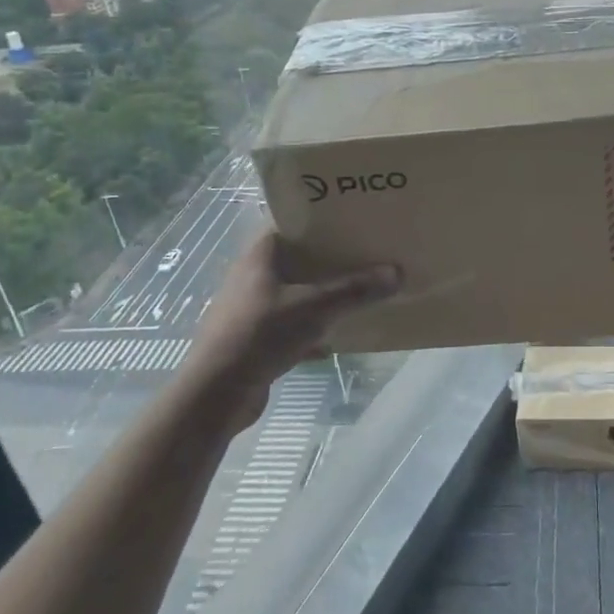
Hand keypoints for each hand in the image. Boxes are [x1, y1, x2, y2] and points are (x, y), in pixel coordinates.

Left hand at [181, 231, 398, 434]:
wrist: (216, 393)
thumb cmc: (261, 333)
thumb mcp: (315, 308)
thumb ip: (355, 290)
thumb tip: (397, 272)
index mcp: (260, 257)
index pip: (289, 224)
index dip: (318, 220)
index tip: (351, 220)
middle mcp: (251, 277)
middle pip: (295, 260)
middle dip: (327, 259)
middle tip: (364, 254)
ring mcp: (250, 310)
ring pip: (294, 293)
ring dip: (321, 294)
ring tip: (357, 291)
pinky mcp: (253, 339)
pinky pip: (290, 324)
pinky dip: (311, 326)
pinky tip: (336, 336)